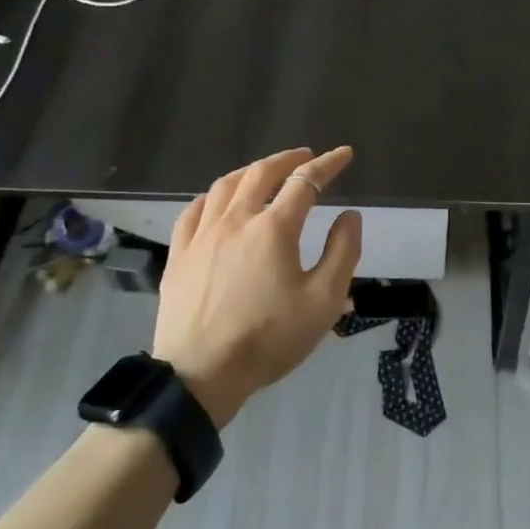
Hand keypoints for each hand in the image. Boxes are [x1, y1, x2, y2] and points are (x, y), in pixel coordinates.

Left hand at [150, 146, 362, 427]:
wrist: (200, 374)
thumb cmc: (268, 339)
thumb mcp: (323, 302)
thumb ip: (342, 253)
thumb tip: (350, 215)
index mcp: (274, 229)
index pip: (306, 181)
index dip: (328, 164)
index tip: (344, 154)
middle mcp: (237, 220)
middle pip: (262, 173)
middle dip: (288, 158)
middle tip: (305, 155)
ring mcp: (202, 235)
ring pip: (226, 185)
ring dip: (251, 170)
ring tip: (265, 171)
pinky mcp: (179, 254)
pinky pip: (194, 210)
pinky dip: (213, 195)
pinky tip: (219, 200)